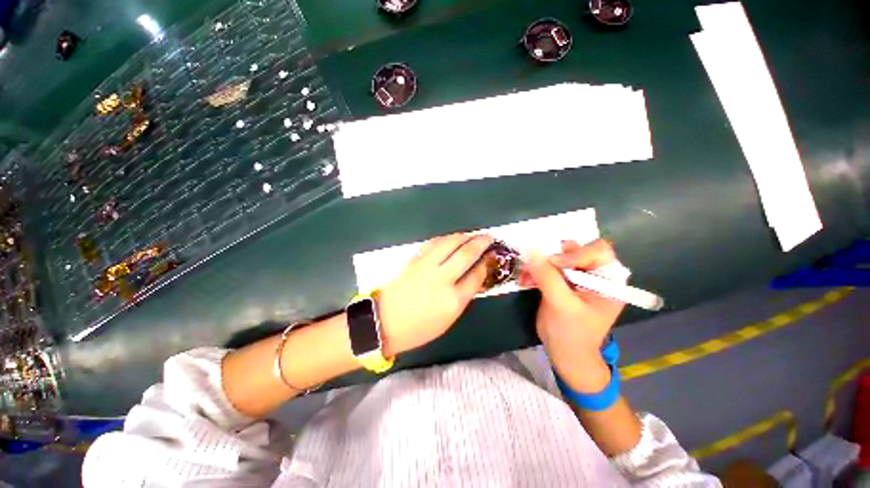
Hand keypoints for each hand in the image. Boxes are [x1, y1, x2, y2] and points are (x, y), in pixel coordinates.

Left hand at [376, 233, 493, 356]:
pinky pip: (433, 244)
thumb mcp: (447, 320)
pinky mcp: (415, 260)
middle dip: (480, 243)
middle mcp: (442, 279)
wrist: (384, 321)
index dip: (486, 263)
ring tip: (472, 235)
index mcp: (453, 300)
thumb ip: (462, 297)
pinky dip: (445, 239)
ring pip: (449, 243)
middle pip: (466, 254)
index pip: (476, 275)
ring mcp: (427, 267)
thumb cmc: (418, 328)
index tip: (492, 256)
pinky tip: (450, 238)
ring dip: (463, 236)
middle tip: (488, 236)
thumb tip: (472, 278)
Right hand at [520, 239, 624, 392]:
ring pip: (557, 257)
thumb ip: (548, 277)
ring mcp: (576, 277)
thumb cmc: (572, 333)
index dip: (576, 253)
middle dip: (553, 257)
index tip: (554, 263)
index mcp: (608, 280)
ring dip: (539, 263)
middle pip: (575, 250)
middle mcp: (595, 274)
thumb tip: (532, 251)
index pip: (597, 251)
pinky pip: (547, 267)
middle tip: (536, 265)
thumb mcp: (562, 305)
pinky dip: (535, 270)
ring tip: (526, 274)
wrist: (564, 353)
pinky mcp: (561, 281)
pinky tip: (525, 280)